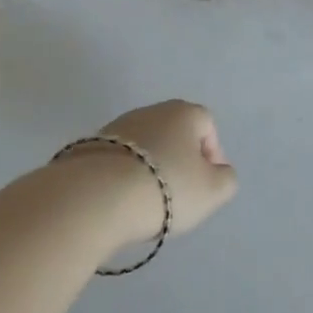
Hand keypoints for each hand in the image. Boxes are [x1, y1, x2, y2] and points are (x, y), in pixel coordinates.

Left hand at [76, 100, 237, 247]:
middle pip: (174, 134)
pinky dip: (122, 177)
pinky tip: (119, 202)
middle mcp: (151, 110)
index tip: (206, 184)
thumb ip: (226, 179)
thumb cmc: (165, 188)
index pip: (207, 126)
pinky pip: (116, 161)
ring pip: (144, 147)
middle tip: (178, 194)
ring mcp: (115, 127)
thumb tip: (218, 173)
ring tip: (146, 202)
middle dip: (179, 161)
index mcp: (184, 113)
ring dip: (149, 169)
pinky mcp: (86, 147)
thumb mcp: (213, 191)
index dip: (211, 155)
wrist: (93, 198)